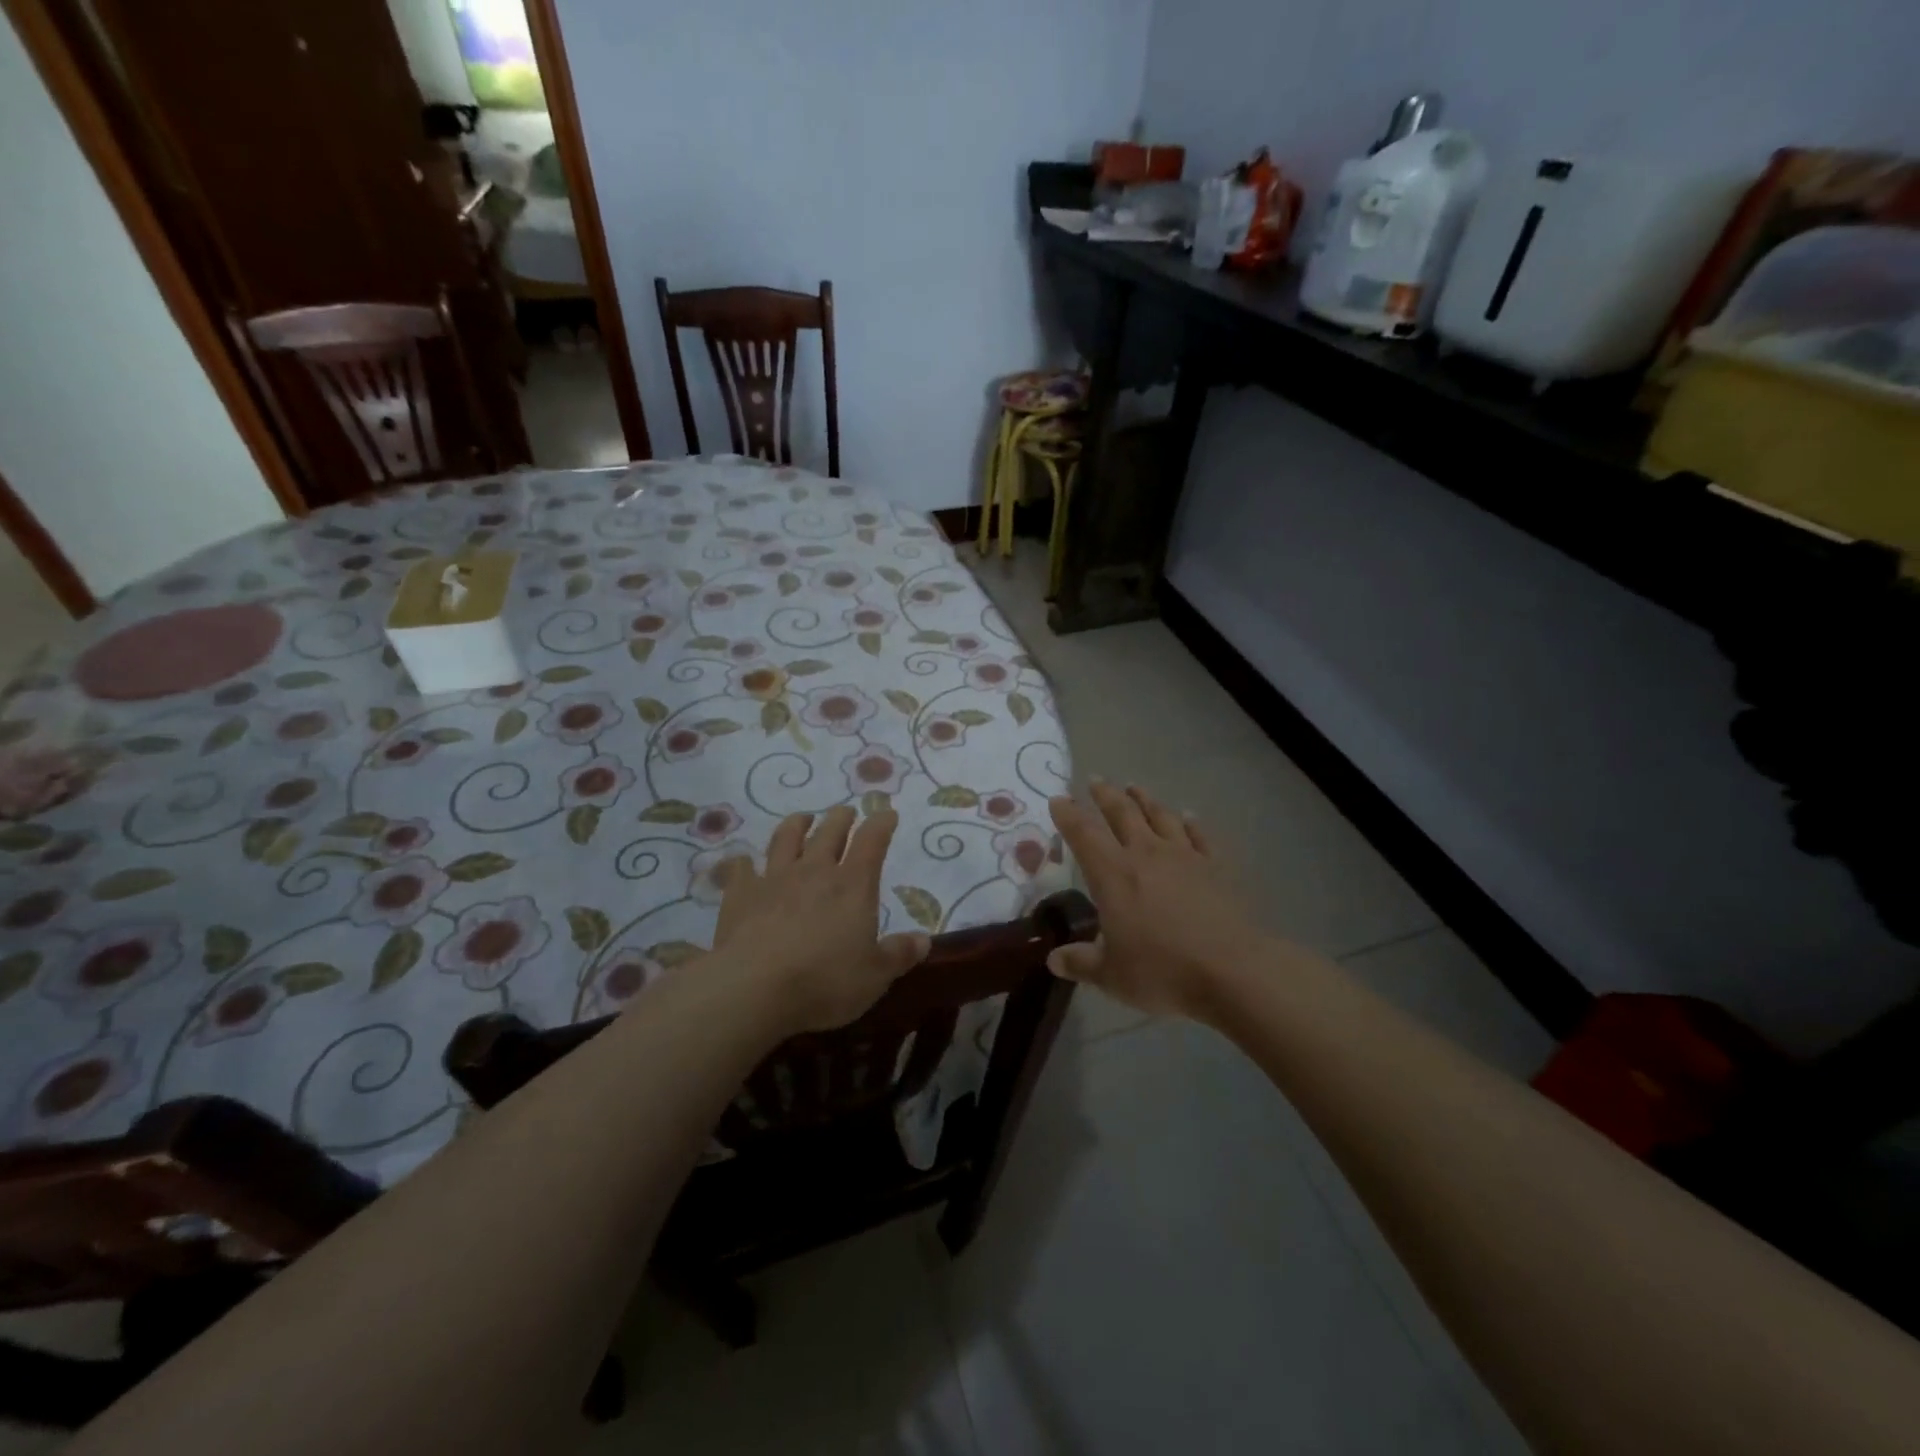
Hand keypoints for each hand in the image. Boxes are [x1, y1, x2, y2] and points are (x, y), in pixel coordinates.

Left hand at [709, 805, 930, 1034]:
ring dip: (796, 824)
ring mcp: (774, 878)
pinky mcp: (740, 894)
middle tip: (845, 812)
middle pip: (829, 832)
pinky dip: (742, 862)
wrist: (755, 988)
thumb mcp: (875, 976)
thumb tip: (924, 940)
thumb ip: (899, 954)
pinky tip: (742, 861)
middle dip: (840, 818)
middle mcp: (815, 871)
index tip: (887, 814)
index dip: (881, 824)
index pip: (872, 841)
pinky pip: (740, 869)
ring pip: (786, 838)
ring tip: (802, 818)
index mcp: (853, 885)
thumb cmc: (825, 982)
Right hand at [1047, 782, 1268, 1019]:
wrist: (1233, 970)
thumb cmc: (1163, 971)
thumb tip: (1053, 959)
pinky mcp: (1216, 866)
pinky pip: (1199, 835)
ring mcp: (1184, 856)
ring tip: (1134, 787)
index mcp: (1113, 874)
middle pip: (1122, 813)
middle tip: (1095, 780)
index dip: (1068, 814)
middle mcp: (1146, 854)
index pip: (1083, 833)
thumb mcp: (1111, 976)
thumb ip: (1080, 963)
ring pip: (1160, 816)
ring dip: (1144, 799)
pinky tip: (1187, 816)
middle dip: (1105, 795)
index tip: (1058, 799)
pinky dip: (1190, 822)